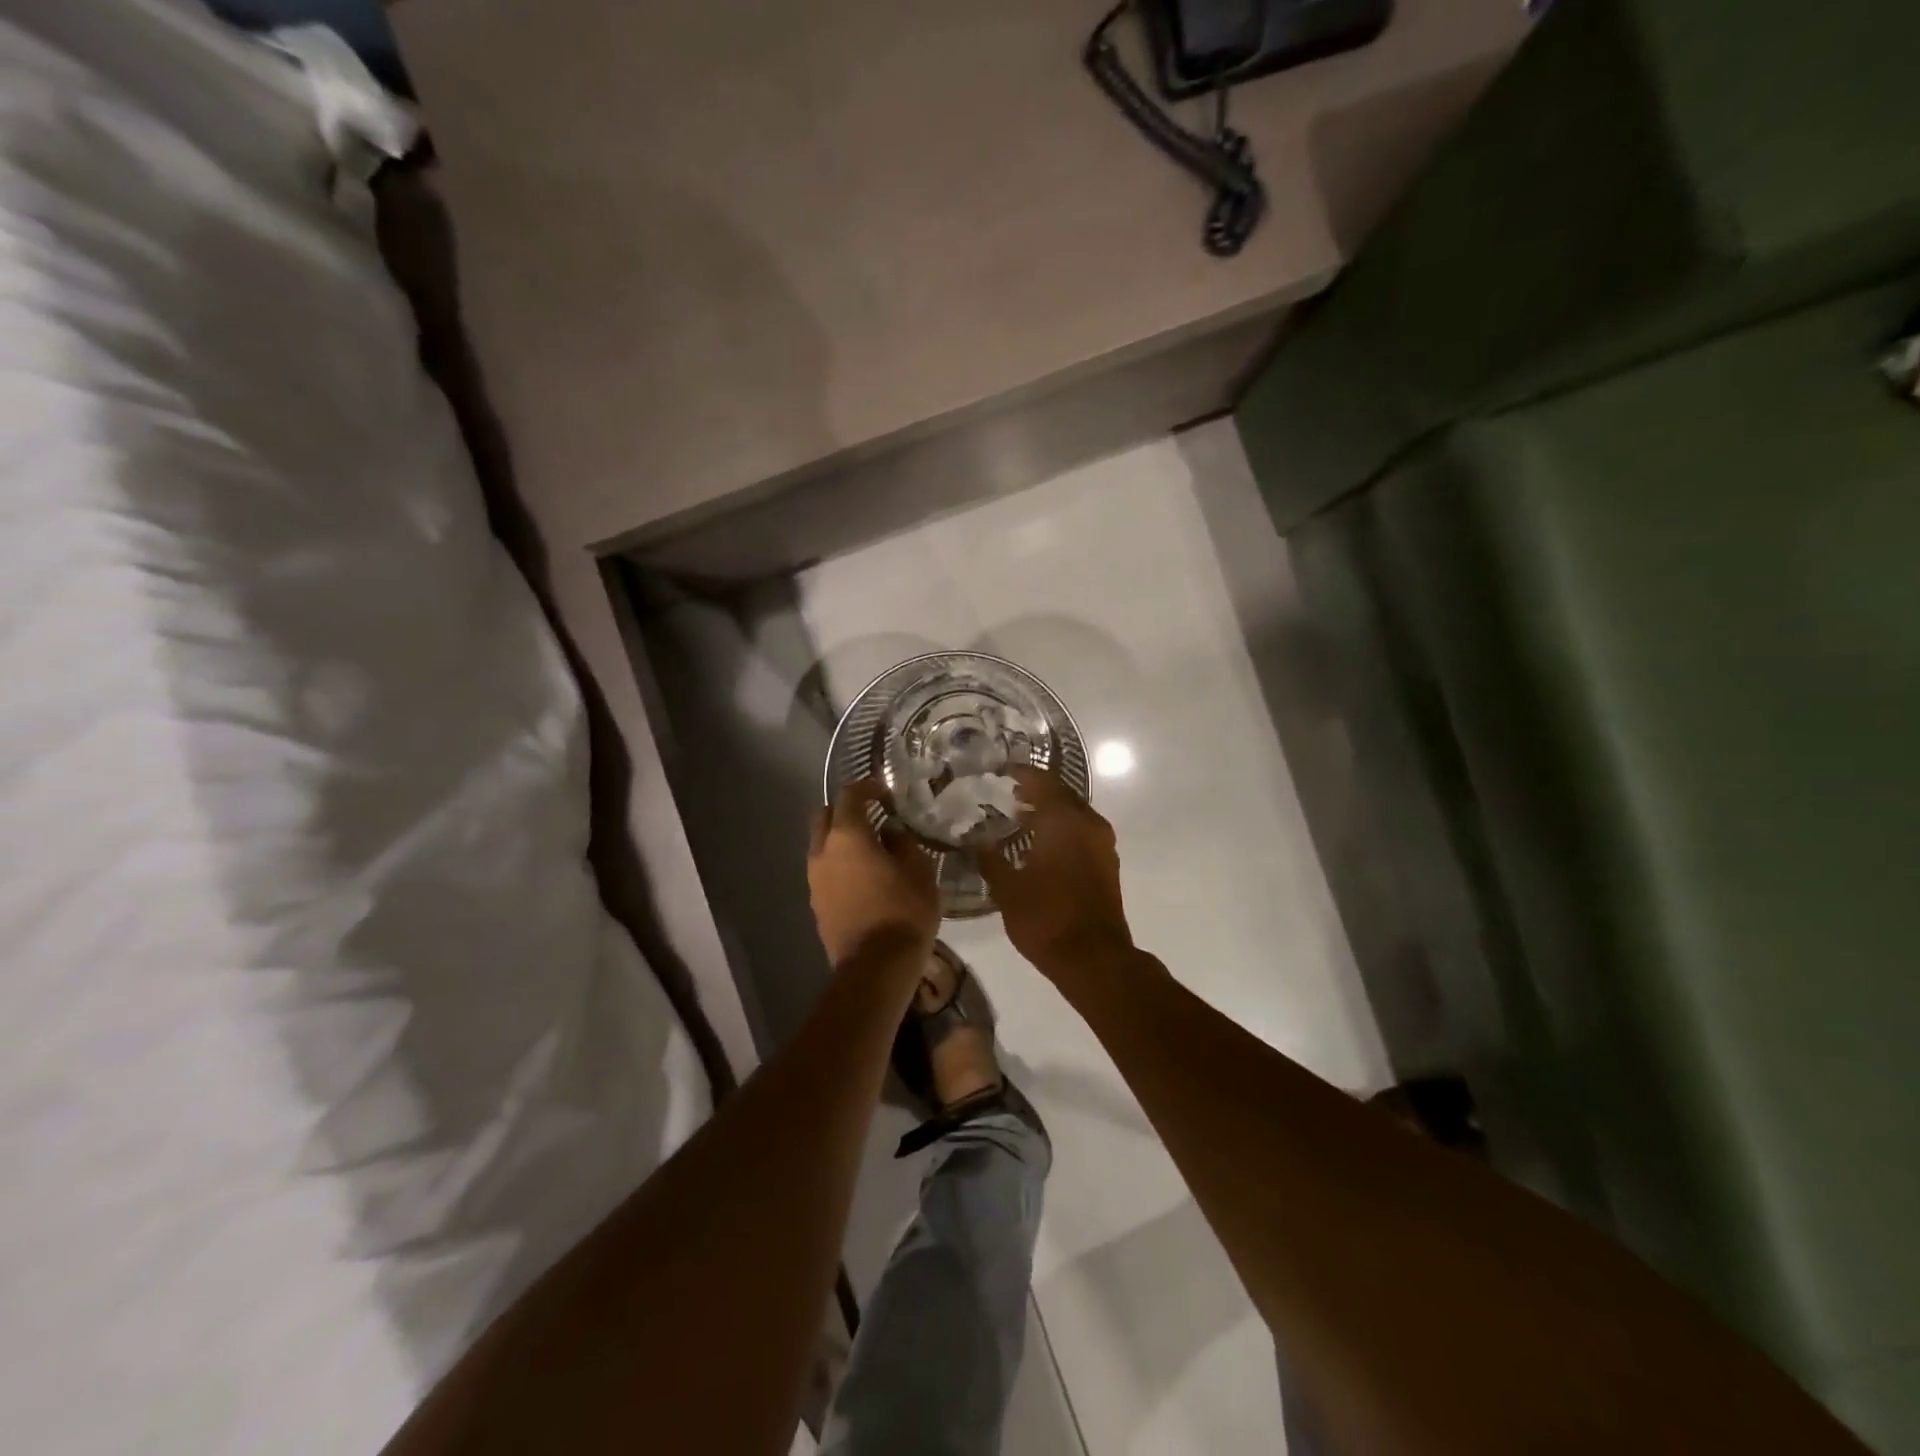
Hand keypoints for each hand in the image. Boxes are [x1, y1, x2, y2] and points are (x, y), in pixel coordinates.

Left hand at [808, 780, 940, 970]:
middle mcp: (823, 851)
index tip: (887, 794)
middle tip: (873, 817)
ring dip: (841, 838)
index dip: (868, 787)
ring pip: (821, 844)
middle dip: (846, 810)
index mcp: (847, 836)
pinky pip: (824, 870)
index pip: (849, 795)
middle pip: (825, 815)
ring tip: (870, 849)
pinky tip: (863, 876)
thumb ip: (903, 842)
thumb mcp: (919, 871)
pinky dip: (839, 863)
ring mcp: (814, 879)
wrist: (876, 967)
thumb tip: (891, 831)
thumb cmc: (904, 912)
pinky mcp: (815, 903)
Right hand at [976, 765, 1133, 979]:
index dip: (1020, 773)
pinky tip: (1039, 844)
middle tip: (1006, 791)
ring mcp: (1102, 844)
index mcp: (1064, 820)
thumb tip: (973, 838)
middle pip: (1061, 794)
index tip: (1000, 769)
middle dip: (1035, 790)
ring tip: (1018, 816)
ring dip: (1049, 811)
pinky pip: (1081, 832)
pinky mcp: (1106, 863)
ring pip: (1073, 814)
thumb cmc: (1046, 918)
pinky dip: (1061, 829)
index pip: (1041, 781)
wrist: (1094, 958)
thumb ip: (989, 858)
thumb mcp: (1007, 888)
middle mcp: (1088, 823)